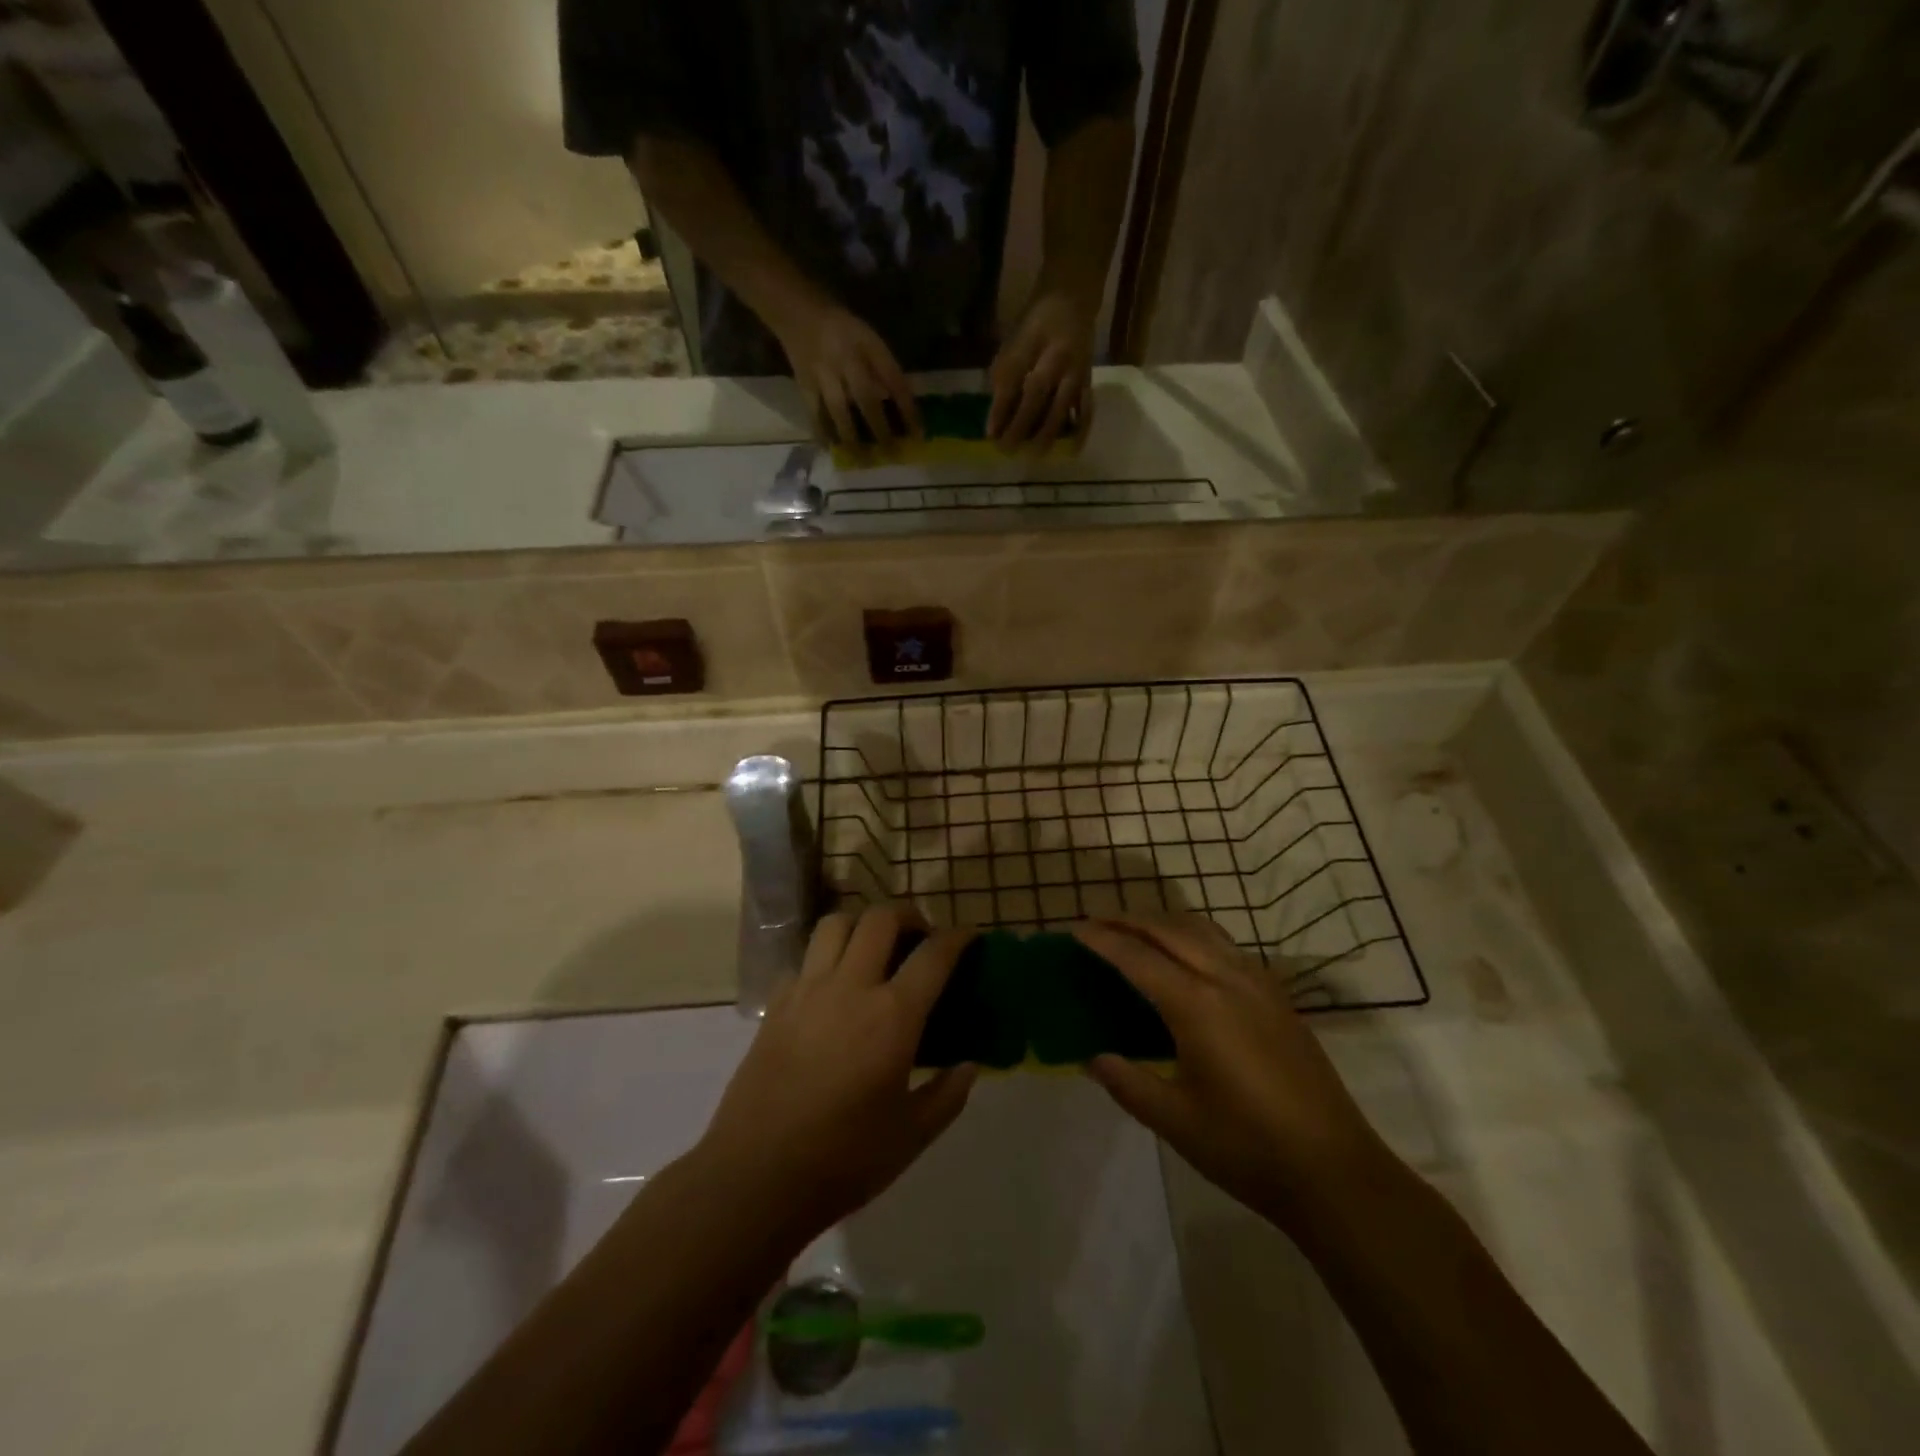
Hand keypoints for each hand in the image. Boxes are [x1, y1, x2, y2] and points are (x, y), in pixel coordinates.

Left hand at [697, 907, 976, 1236]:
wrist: (755, 1176)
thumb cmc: (843, 1160)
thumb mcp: (911, 1137)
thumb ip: (948, 1095)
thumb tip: (969, 1066)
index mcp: (892, 1016)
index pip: (934, 955)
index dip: (959, 938)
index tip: (970, 938)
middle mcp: (850, 987)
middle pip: (881, 918)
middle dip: (909, 915)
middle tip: (920, 936)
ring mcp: (807, 991)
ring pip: (836, 924)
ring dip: (862, 924)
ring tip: (874, 948)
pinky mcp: (776, 1004)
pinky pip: (804, 959)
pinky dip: (826, 958)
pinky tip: (832, 987)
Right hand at [773, 299, 920, 451]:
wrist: (798, 310)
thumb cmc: (843, 330)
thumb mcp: (870, 339)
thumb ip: (884, 370)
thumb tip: (902, 406)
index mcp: (868, 346)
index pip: (894, 380)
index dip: (908, 408)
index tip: (919, 434)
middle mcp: (846, 359)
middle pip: (866, 399)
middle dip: (880, 428)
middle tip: (892, 454)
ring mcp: (823, 373)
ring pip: (839, 410)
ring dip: (852, 438)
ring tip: (862, 461)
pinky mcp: (804, 384)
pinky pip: (814, 412)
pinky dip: (822, 432)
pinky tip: (830, 450)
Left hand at [988, 287, 1095, 451]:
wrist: (1072, 299)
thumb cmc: (1035, 324)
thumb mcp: (1014, 340)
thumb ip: (1004, 374)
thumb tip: (996, 415)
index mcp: (1031, 342)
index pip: (1012, 379)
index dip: (1000, 408)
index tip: (990, 434)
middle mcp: (1055, 357)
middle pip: (1037, 394)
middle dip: (1021, 425)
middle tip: (1008, 450)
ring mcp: (1075, 369)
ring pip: (1062, 404)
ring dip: (1048, 432)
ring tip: (1034, 455)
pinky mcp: (1088, 380)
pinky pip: (1087, 408)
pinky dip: (1080, 430)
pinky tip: (1071, 450)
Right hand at [1074, 916, 1383, 1223]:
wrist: (1335, 1171)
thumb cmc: (1248, 1148)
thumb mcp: (1175, 1121)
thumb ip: (1128, 1083)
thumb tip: (1092, 1058)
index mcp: (1197, 1005)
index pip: (1137, 958)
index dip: (1103, 941)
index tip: (1075, 929)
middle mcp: (1227, 979)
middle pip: (1169, 930)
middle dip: (1129, 920)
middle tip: (1096, 922)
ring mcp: (1258, 983)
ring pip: (1202, 929)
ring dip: (1163, 922)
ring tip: (1135, 930)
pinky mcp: (1277, 996)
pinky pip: (1226, 945)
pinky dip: (1193, 935)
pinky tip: (1186, 956)